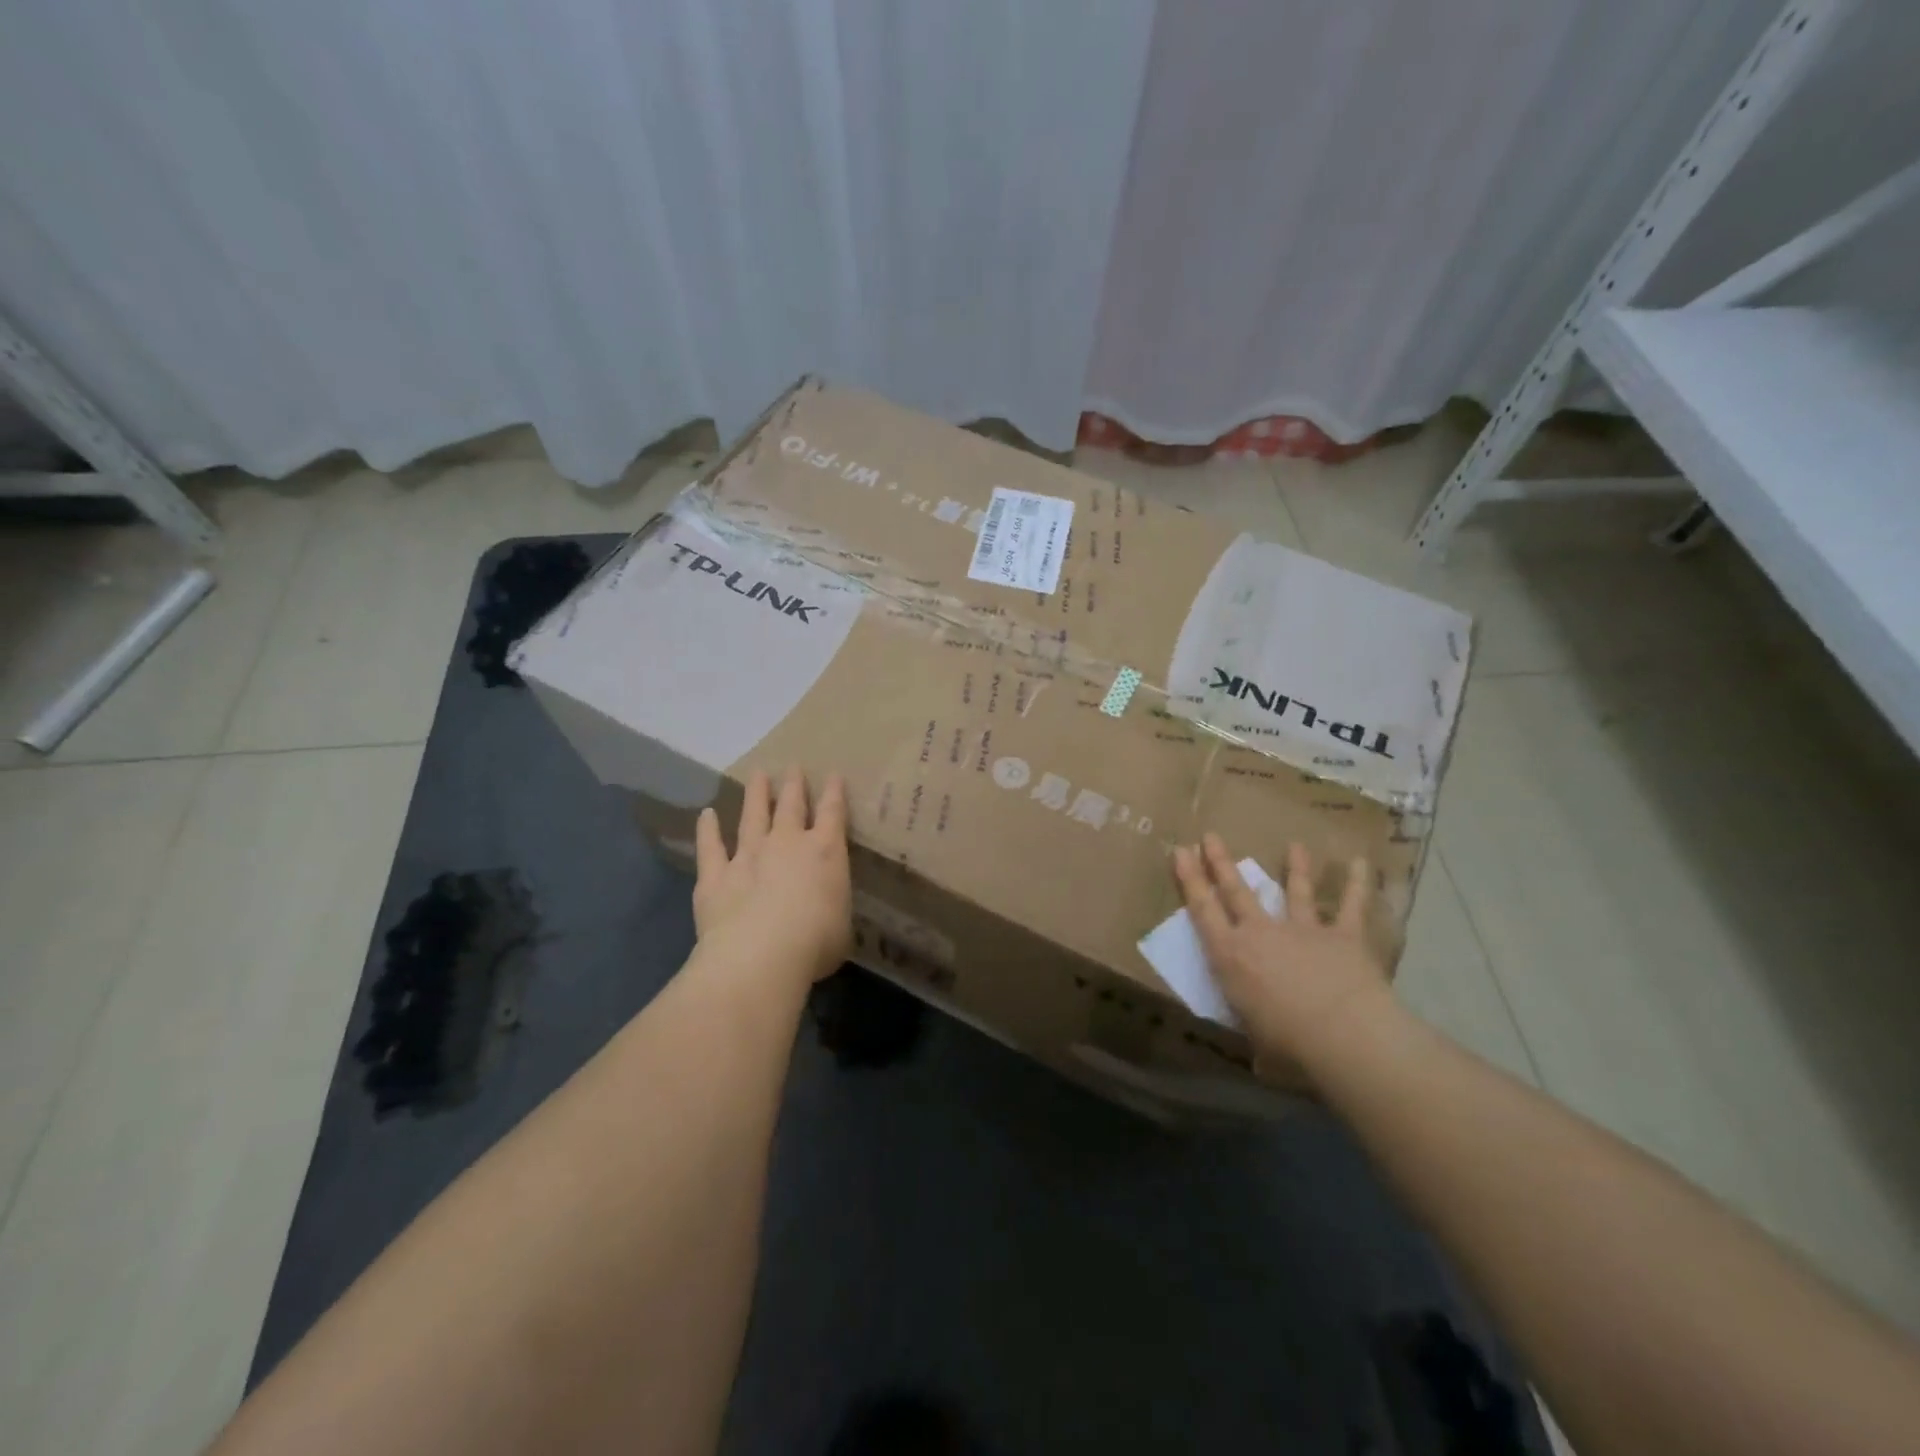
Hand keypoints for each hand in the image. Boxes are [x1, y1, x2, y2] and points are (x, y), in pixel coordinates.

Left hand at [694, 767, 852, 987]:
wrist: (761, 956)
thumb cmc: (815, 942)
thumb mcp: (841, 924)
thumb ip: (831, 906)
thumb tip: (826, 908)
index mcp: (825, 852)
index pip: (832, 813)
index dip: (834, 792)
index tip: (833, 774)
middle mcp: (786, 844)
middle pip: (791, 805)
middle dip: (794, 784)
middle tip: (793, 765)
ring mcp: (748, 856)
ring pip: (752, 816)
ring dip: (755, 794)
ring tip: (757, 775)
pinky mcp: (715, 876)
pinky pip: (711, 847)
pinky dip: (708, 830)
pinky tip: (706, 815)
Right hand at [1171, 833, 1395, 1080]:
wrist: (1343, 1034)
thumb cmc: (1287, 1045)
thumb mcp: (1256, 1040)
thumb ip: (1257, 1033)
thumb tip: (1261, 1057)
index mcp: (1231, 956)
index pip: (1202, 910)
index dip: (1189, 879)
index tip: (1180, 851)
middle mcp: (1261, 933)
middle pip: (1237, 891)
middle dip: (1221, 862)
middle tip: (1210, 836)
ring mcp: (1303, 929)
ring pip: (1295, 891)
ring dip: (1295, 868)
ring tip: (1294, 846)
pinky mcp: (1343, 935)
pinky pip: (1352, 906)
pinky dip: (1358, 884)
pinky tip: (1362, 863)